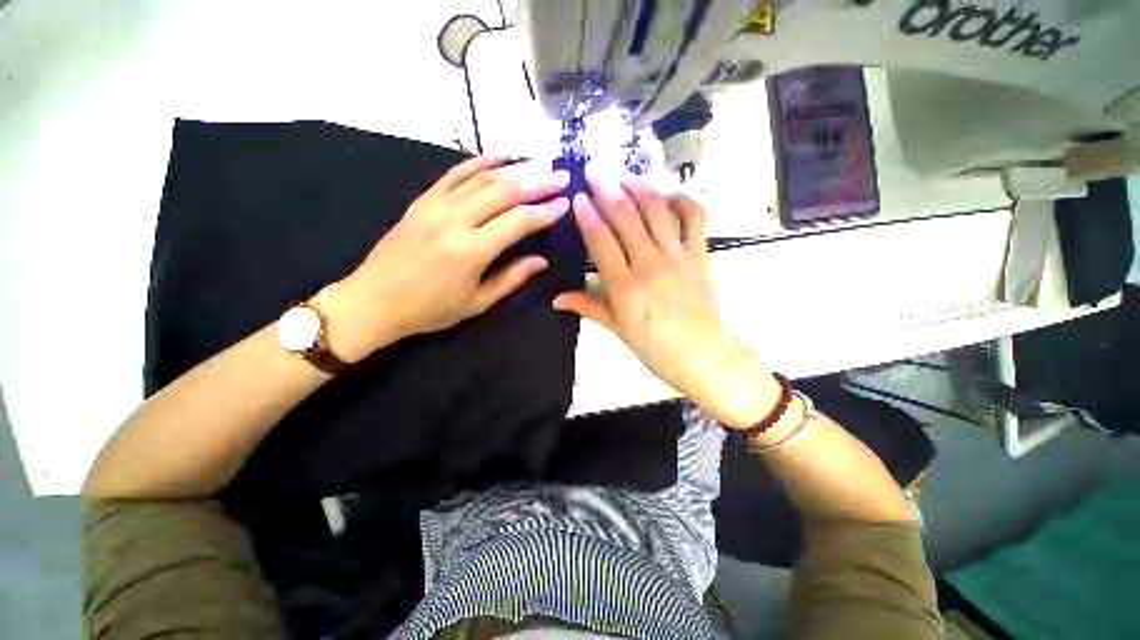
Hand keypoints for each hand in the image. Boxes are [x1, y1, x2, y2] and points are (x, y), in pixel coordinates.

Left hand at [317, 155, 570, 361]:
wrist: (373, 300)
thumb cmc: (430, 310)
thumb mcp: (477, 303)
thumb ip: (512, 278)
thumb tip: (541, 260)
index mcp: (471, 251)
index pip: (518, 222)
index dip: (545, 211)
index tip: (565, 202)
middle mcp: (454, 221)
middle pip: (504, 191)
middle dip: (538, 181)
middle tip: (561, 175)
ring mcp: (435, 206)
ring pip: (482, 178)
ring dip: (515, 168)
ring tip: (540, 163)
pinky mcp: (422, 200)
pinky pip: (454, 174)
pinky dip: (479, 162)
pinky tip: (500, 155)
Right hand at [553, 173, 779, 427]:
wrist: (702, 357)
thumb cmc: (654, 347)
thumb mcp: (617, 329)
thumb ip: (587, 306)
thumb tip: (556, 299)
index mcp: (625, 286)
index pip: (601, 240)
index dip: (588, 215)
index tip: (578, 196)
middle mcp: (650, 264)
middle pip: (626, 217)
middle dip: (607, 188)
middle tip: (594, 170)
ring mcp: (678, 256)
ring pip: (656, 211)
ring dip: (638, 187)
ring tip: (623, 175)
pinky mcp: (700, 255)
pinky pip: (694, 218)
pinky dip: (681, 200)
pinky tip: (666, 196)